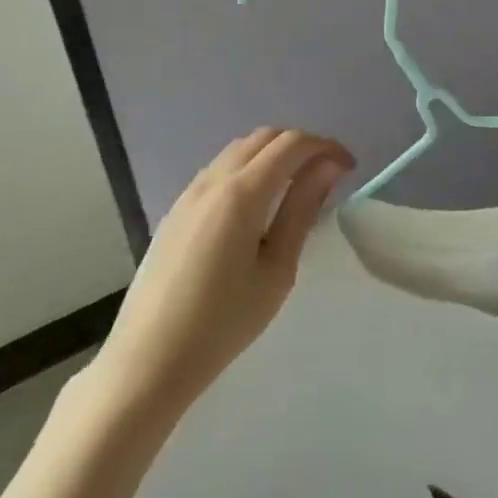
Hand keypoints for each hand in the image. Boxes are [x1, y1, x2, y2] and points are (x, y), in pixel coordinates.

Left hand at [83, 128, 352, 447]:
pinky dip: (250, 167)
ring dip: (274, 153)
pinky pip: (220, 168)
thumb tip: (328, 167)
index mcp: (242, 194)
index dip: (326, 147)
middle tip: (328, 174)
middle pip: (265, 137)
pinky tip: (260, 202)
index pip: (292, 144)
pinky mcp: (176, 209)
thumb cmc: (223, 322)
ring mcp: (189, 192)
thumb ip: (302, 210)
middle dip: (302, 145)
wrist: (148, 360)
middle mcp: (213, 180)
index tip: (349, 168)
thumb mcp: (277, 269)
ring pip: (240, 148)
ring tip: (298, 185)